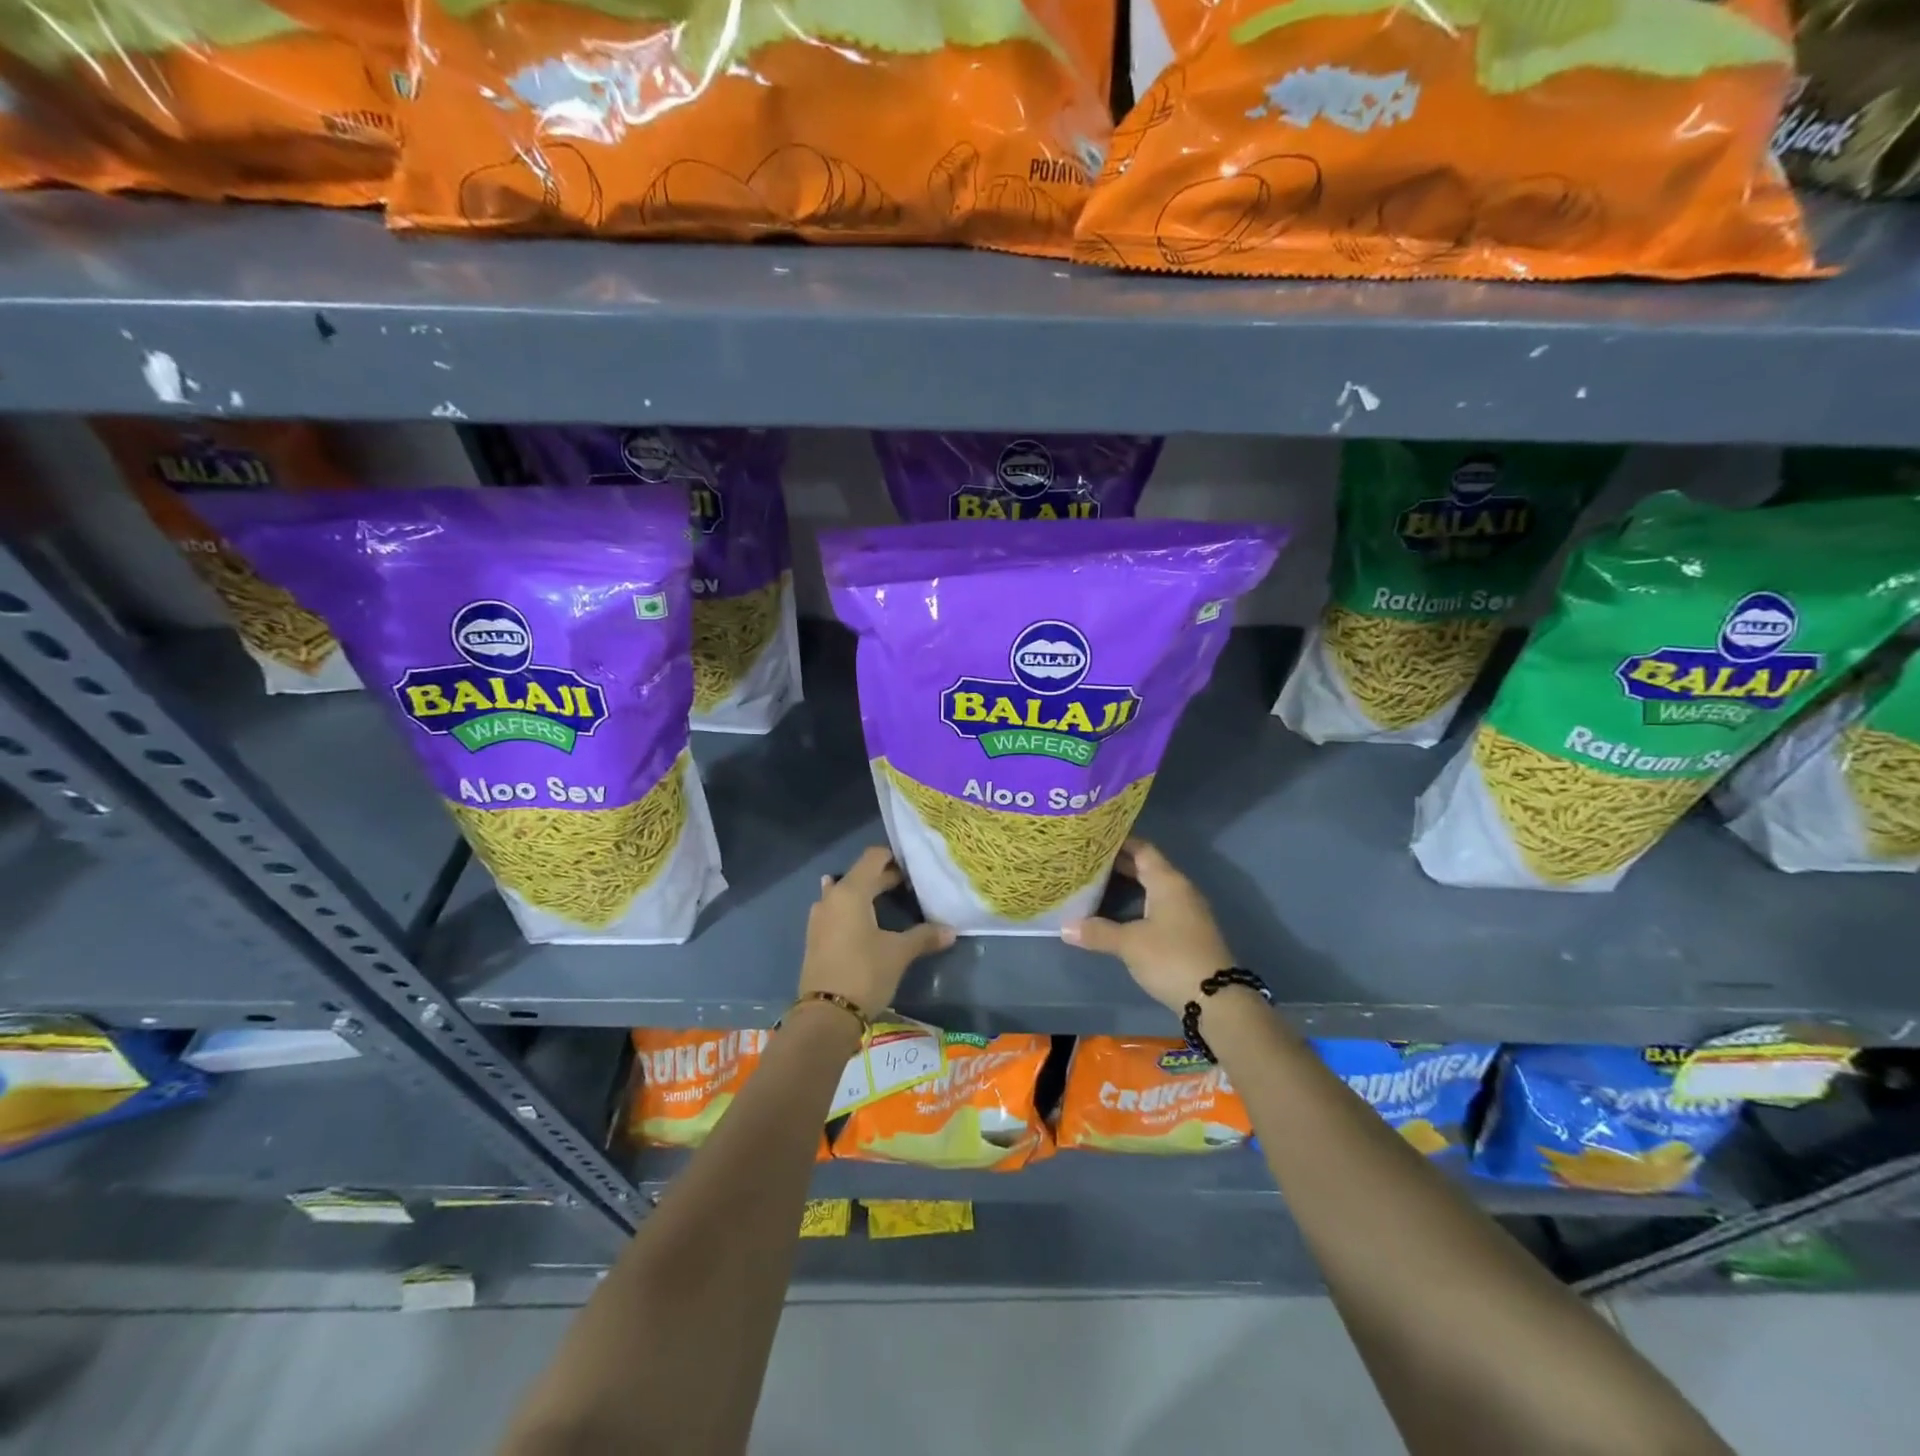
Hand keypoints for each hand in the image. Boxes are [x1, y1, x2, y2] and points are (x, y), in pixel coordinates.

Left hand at [798, 846, 954, 1017]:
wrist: (826, 1015)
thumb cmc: (864, 973)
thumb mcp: (899, 953)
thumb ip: (924, 936)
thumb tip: (951, 930)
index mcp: (851, 892)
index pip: (873, 858)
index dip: (894, 858)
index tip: (914, 868)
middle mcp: (832, 897)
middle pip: (860, 875)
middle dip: (884, 878)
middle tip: (911, 887)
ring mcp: (820, 918)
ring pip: (845, 893)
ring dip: (865, 894)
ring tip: (888, 901)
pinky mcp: (816, 937)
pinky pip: (837, 911)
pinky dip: (853, 910)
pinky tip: (864, 920)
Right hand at [1062, 839, 1234, 1012]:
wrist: (1217, 999)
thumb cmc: (1171, 958)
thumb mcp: (1130, 944)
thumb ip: (1098, 932)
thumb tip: (1064, 928)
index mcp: (1168, 882)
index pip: (1142, 849)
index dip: (1119, 842)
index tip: (1093, 840)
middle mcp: (1180, 890)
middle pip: (1147, 867)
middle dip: (1118, 864)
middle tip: (1087, 862)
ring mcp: (1186, 911)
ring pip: (1152, 888)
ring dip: (1128, 885)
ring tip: (1096, 884)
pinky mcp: (1187, 932)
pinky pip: (1158, 906)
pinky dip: (1137, 903)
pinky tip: (1118, 913)